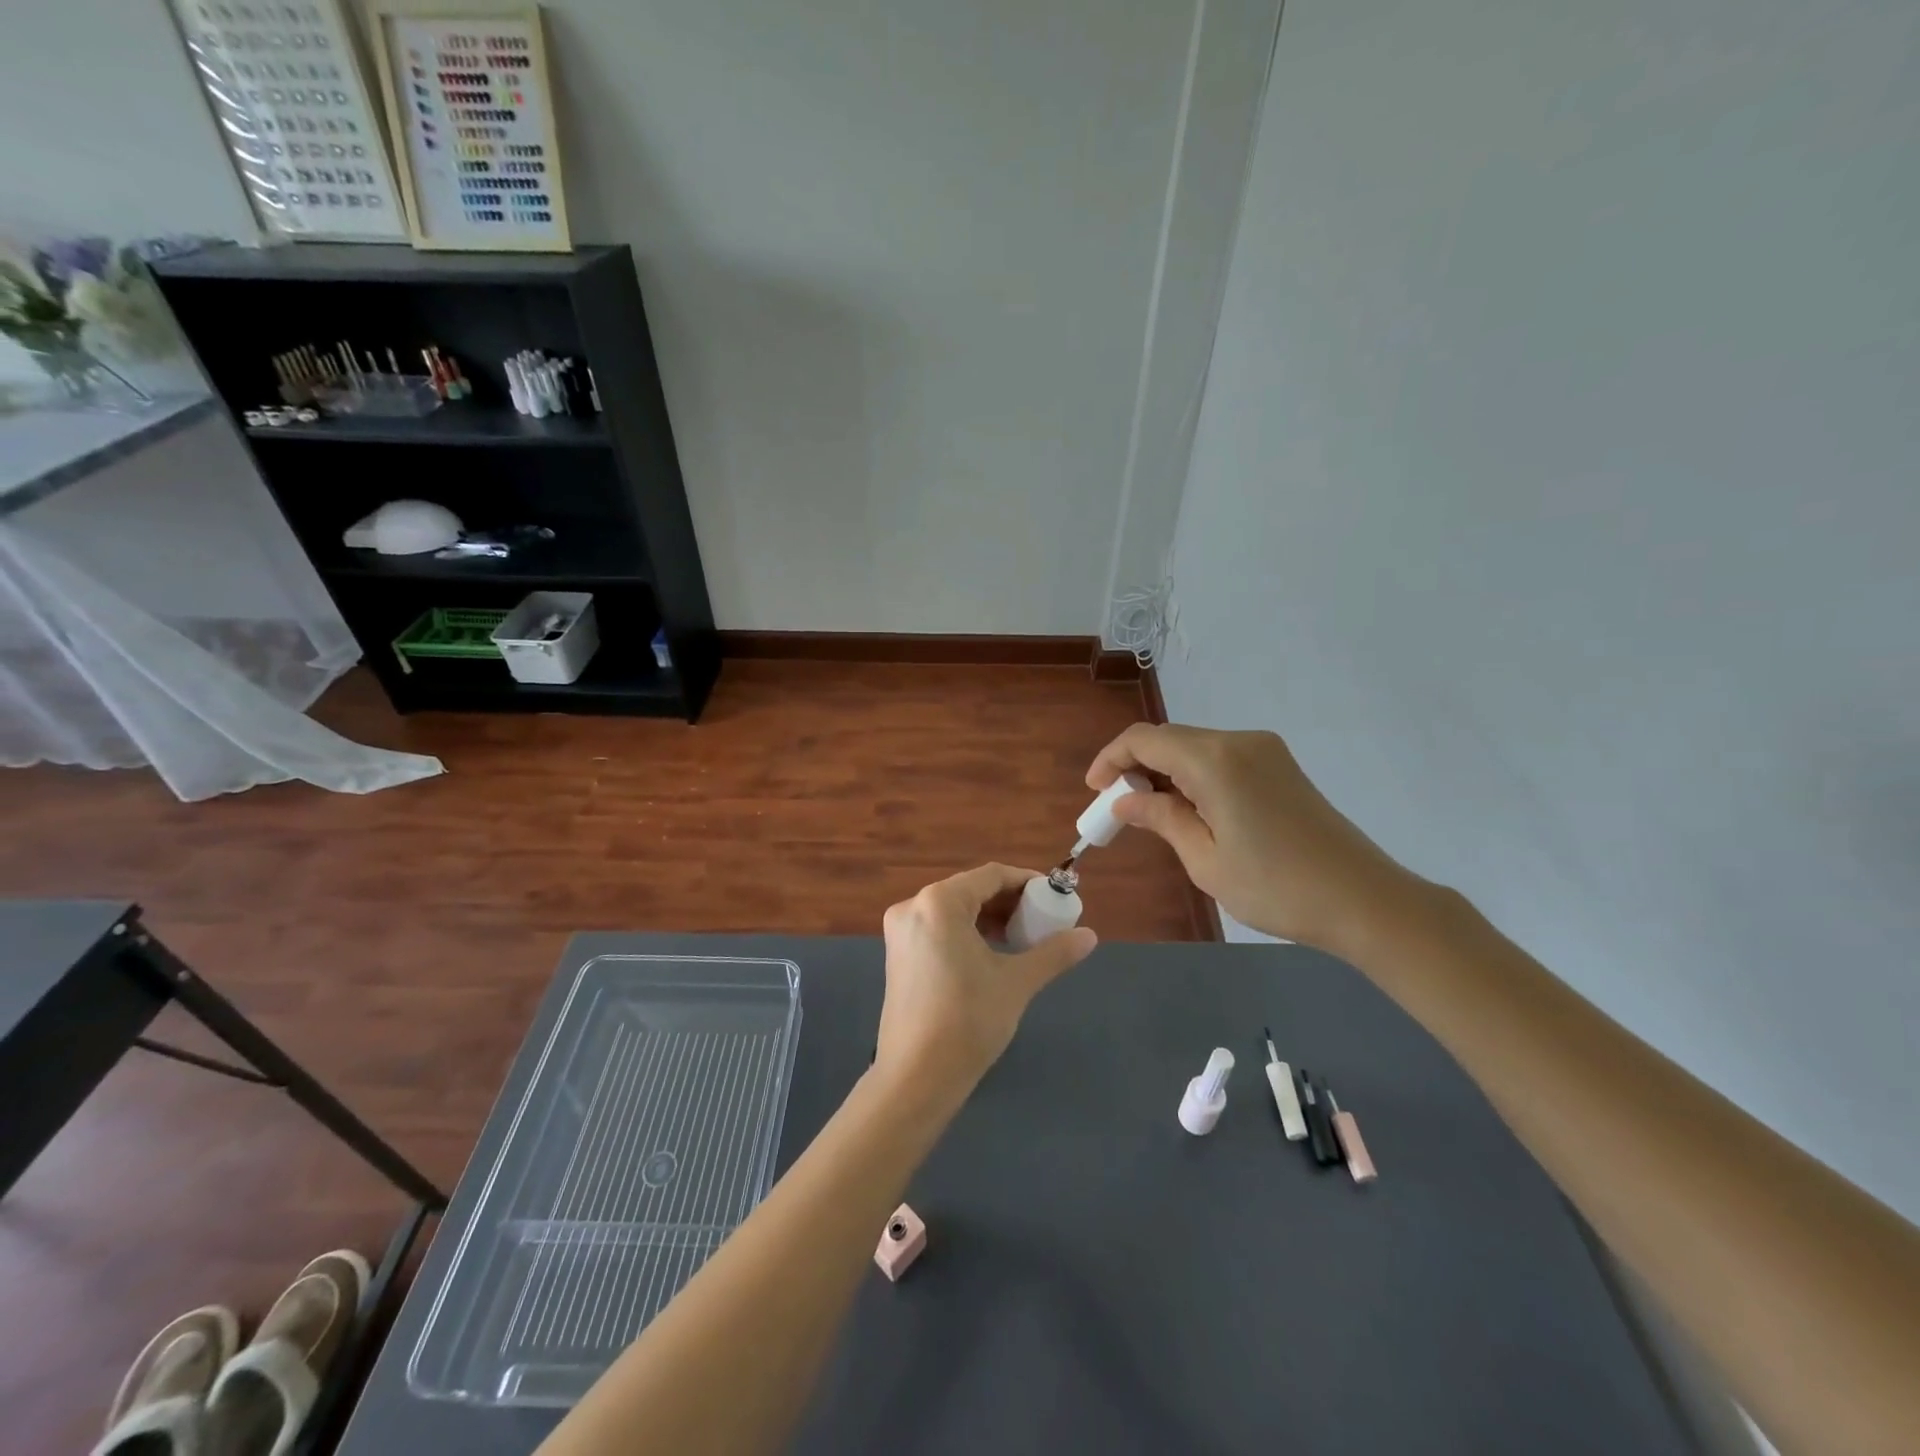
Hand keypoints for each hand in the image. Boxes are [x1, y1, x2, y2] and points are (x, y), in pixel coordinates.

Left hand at [876, 863, 1097, 1101]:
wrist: (916, 1076)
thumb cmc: (968, 1020)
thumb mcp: (1017, 982)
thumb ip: (1054, 953)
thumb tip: (1089, 936)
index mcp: (939, 902)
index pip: (991, 876)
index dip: (1027, 882)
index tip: (1054, 898)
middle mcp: (913, 906)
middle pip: (970, 890)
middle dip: (1008, 902)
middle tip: (1041, 921)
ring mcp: (900, 931)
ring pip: (953, 910)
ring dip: (989, 918)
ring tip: (1022, 939)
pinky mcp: (897, 954)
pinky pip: (938, 928)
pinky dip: (966, 933)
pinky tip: (990, 954)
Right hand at [1088, 723, 1419, 951]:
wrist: (1364, 900)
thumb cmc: (1276, 887)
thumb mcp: (1205, 860)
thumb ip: (1161, 819)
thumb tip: (1126, 800)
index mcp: (1214, 760)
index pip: (1144, 739)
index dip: (1111, 759)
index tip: (1094, 792)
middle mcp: (1238, 741)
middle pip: (1169, 739)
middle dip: (1135, 767)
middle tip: (1119, 810)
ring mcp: (1264, 750)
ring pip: (1194, 747)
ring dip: (1164, 772)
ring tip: (1151, 814)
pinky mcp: (1280, 766)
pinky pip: (1220, 758)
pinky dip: (1193, 776)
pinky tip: (1192, 810)